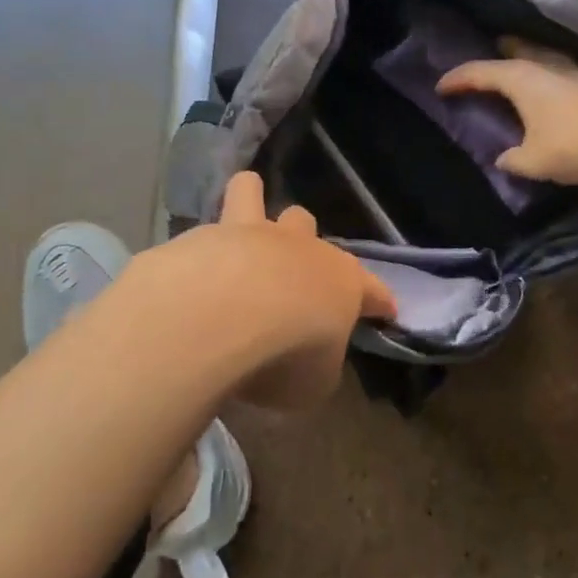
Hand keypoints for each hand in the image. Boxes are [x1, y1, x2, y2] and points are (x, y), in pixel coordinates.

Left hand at [112, 172, 395, 409]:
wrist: (223, 314)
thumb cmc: (287, 353)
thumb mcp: (315, 382)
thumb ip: (318, 366)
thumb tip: (311, 360)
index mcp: (341, 284)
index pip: (372, 291)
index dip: (379, 301)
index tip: (385, 310)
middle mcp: (300, 248)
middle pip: (306, 225)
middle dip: (303, 240)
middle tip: (290, 271)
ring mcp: (250, 234)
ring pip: (253, 195)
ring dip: (251, 202)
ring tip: (243, 216)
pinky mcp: (205, 236)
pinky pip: (208, 225)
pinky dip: (203, 241)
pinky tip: (191, 261)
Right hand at [436, 38, 577, 185]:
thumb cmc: (576, 145)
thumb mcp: (535, 161)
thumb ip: (513, 159)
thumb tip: (503, 159)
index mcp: (522, 79)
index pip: (481, 72)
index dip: (458, 79)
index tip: (440, 86)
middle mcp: (545, 67)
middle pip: (512, 54)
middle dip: (493, 57)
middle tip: (480, 62)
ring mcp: (572, 72)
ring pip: (537, 59)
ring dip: (521, 62)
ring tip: (511, 70)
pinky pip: (554, 72)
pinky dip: (541, 76)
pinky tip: (546, 90)